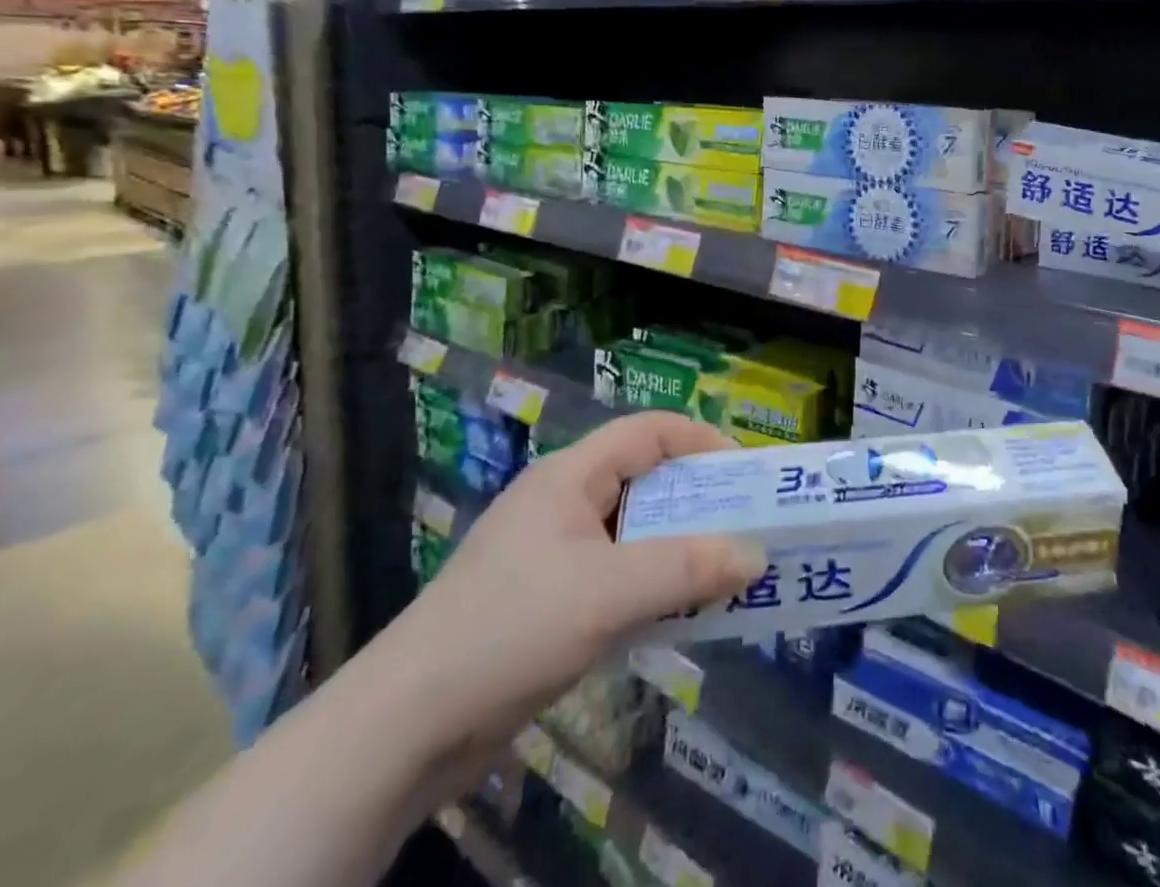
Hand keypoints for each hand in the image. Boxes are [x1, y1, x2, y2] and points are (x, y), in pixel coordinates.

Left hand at [366, 412, 765, 762]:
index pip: (649, 431)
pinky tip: (678, 613)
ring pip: (632, 532)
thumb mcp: (607, 593)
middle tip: (747, 526)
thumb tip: (756, 555)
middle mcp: (563, 502)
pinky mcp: (547, 601)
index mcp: (570, 476)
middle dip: (699, 500)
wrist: (403, 728)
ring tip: (726, 571)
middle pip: (644, 480)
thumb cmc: (510, 630)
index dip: (702, 439)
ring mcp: (552, 553)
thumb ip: (686, 569)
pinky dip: (652, 584)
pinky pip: (616, 575)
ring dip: (679, 548)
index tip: (748, 473)